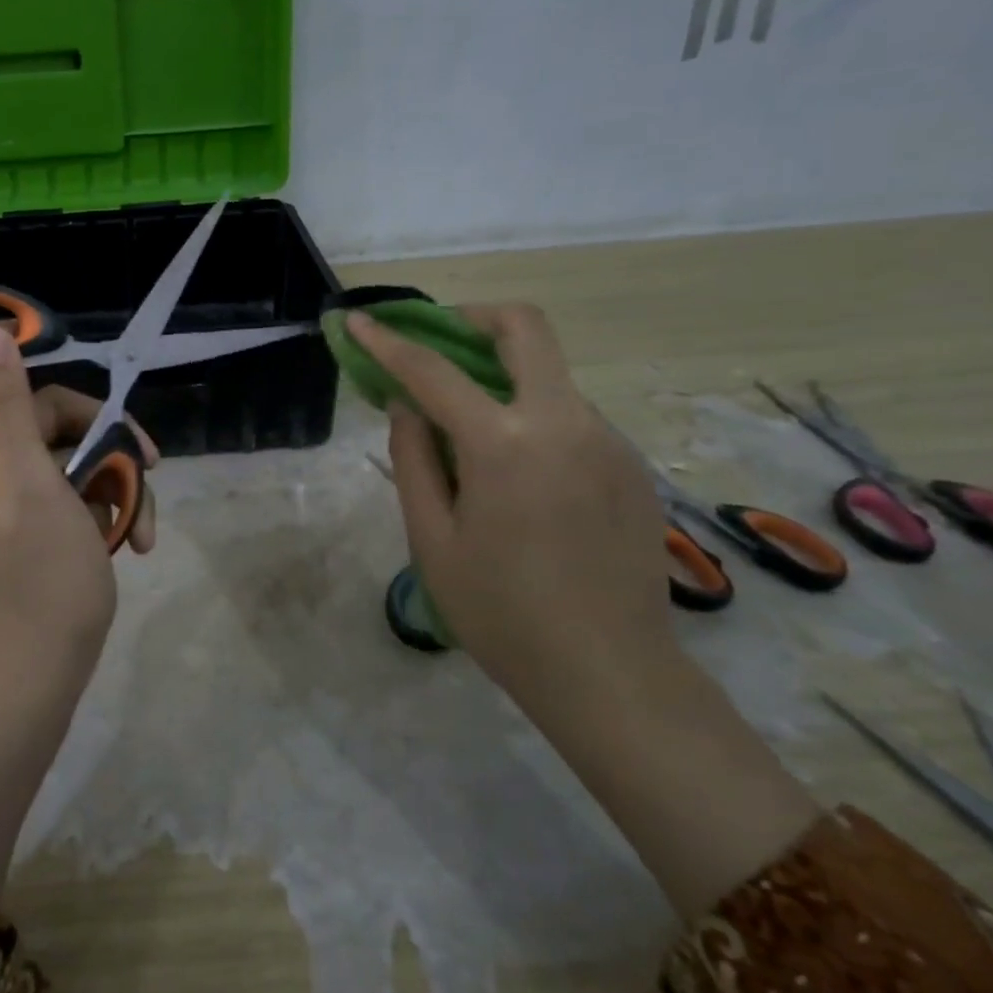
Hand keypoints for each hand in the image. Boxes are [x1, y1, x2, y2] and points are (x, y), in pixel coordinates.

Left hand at [0, 325, 156, 713]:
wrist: (36, 684)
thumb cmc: (40, 586)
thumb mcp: (33, 487)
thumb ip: (7, 409)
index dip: (14, 353)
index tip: (70, 358)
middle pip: (34, 408)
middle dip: (96, 430)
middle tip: (148, 459)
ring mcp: (0, 495)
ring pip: (61, 450)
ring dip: (111, 476)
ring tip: (145, 523)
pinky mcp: (24, 521)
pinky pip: (63, 488)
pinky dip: (101, 506)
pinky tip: (136, 539)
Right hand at [347, 303, 669, 688]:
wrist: (610, 673)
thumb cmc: (500, 612)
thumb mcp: (432, 538)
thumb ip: (413, 458)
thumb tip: (406, 405)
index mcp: (504, 442)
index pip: (433, 370)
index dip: (389, 341)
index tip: (360, 320)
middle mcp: (565, 422)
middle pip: (525, 328)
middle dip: (473, 319)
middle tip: (437, 342)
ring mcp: (608, 440)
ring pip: (550, 376)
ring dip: (503, 378)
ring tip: (470, 432)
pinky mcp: (631, 465)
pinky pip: (572, 418)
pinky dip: (533, 418)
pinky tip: (519, 476)